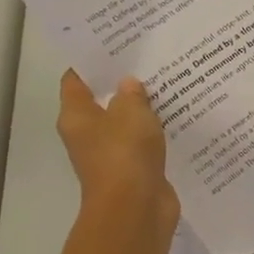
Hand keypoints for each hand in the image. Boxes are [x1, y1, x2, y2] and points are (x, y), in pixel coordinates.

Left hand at [56, 70, 177, 222]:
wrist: (136, 209)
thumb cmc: (124, 154)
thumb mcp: (130, 112)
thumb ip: (131, 94)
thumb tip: (129, 85)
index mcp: (76, 116)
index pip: (75, 80)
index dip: (92, 61)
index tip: (114, 44)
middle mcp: (88, 135)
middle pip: (102, 100)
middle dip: (122, 82)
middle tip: (147, 59)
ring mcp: (112, 154)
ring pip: (126, 122)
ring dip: (143, 108)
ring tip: (167, 82)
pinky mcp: (135, 169)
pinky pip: (145, 143)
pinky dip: (157, 131)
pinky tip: (177, 115)